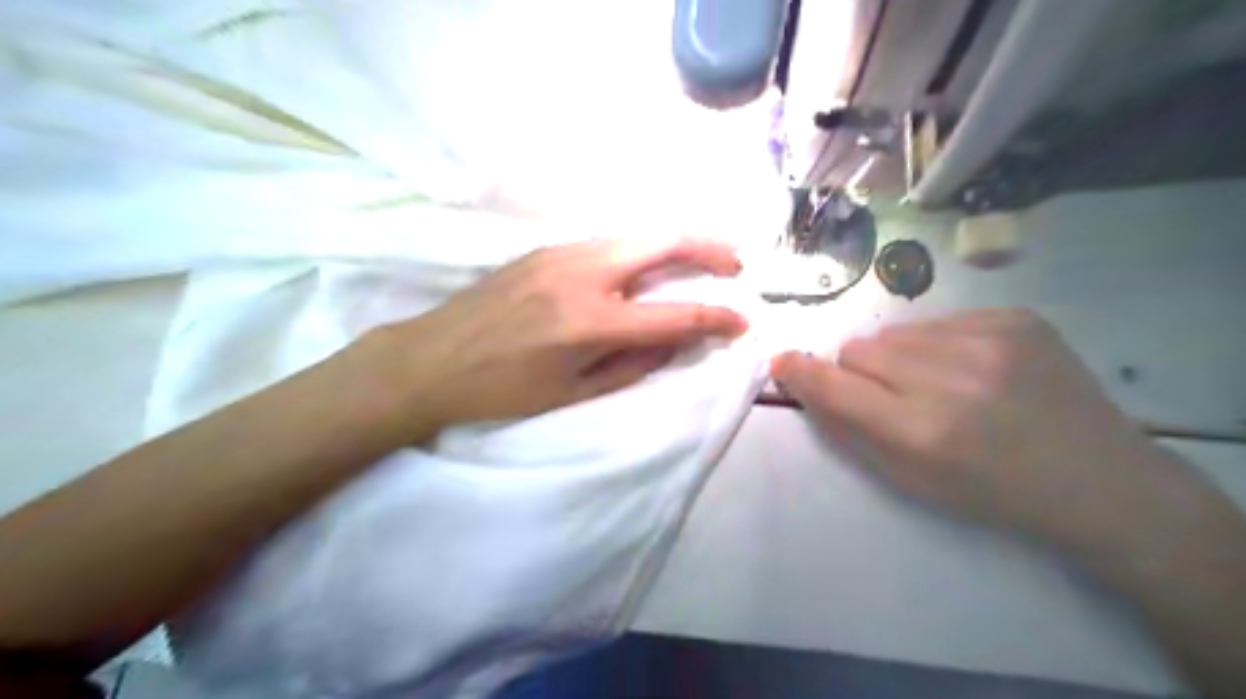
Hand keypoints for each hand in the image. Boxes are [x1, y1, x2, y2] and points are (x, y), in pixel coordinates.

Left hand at [367, 239, 743, 427]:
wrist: (430, 359)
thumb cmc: (501, 390)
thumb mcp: (573, 392)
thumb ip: (633, 365)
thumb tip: (674, 341)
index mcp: (591, 322)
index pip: (674, 314)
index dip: (716, 317)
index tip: (742, 319)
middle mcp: (582, 274)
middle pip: (663, 240)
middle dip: (710, 248)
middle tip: (735, 265)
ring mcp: (561, 252)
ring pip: (636, 234)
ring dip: (676, 244)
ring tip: (700, 261)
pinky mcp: (545, 248)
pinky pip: (608, 242)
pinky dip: (641, 249)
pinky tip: (646, 267)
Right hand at [776, 310, 1173, 545]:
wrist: (1097, 480)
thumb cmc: (990, 493)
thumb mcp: (908, 480)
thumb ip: (847, 430)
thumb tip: (803, 384)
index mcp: (920, 431)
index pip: (834, 384)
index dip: (801, 371)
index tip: (782, 362)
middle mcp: (950, 380)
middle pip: (860, 348)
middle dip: (861, 371)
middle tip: (891, 395)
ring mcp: (989, 341)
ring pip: (896, 332)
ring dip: (900, 356)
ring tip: (938, 382)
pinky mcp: (1016, 319)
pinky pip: (941, 319)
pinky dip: (941, 343)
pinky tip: (974, 369)